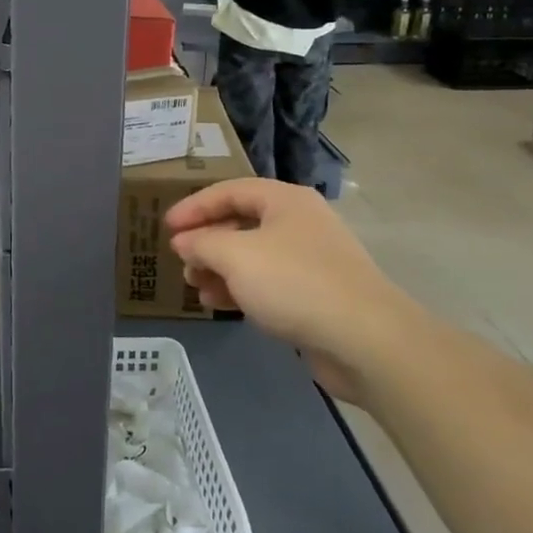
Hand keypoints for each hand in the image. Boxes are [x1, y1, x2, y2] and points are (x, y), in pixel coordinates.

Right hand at [166, 178, 433, 402]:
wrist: (366, 340)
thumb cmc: (295, 283)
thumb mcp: (235, 256)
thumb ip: (201, 243)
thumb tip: (183, 242)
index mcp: (284, 201)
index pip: (229, 191)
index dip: (194, 206)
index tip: (165, 227)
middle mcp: (299, 223)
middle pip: (240, 223)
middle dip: (206, 242)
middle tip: (181, 260)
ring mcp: (310, 260)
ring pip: (252, 256)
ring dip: (219, 269)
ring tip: (195, 286)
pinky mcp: (315, 295)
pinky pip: (267, 283)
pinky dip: (240, 289)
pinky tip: (219, 304)